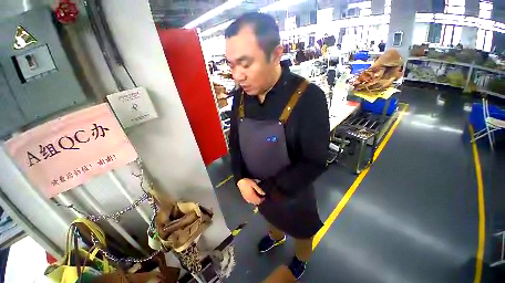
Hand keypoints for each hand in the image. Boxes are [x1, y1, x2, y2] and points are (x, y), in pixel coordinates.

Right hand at [237, 178, 264, 204]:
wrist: (240, 181)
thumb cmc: (247, 182)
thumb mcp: (254, 184)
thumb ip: (259, 189)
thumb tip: (263, 194)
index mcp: (252, 196)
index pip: (258, 201)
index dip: (262, 200)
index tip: (264, 197)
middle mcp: (249, 199)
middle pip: (256, 203)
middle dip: (259, 201)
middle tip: (262, 197)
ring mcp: (246, 198)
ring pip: (253, 203)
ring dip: (256, 201)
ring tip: (258, 197)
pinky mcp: (244, 197)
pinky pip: (249, 201)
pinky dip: (252, 201)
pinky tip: (253, 197)